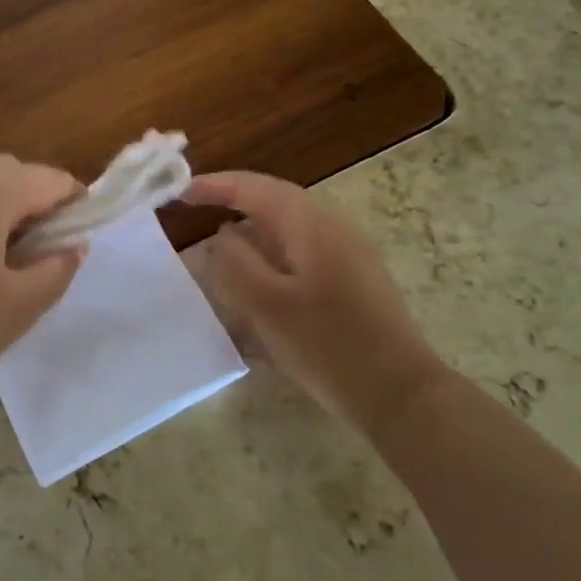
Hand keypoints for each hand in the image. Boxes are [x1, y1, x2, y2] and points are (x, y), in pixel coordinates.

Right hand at [185, 171, 444, 436]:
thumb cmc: (328, 345)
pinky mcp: (355, 279)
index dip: (215, 185)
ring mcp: (349, 252)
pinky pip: (303, 250)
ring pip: (290, 226)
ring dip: (253, 227)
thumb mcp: (266, 304)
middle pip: (274, 199)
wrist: (401, 395)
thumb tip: (223, 234)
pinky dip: (273, 252)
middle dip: (234, 199)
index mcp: (309, 223)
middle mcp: (332, 226)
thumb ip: (235, 261)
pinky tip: (260, 279)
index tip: (179, 192)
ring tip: (221, 243)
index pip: (254, 187)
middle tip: (195, 207)